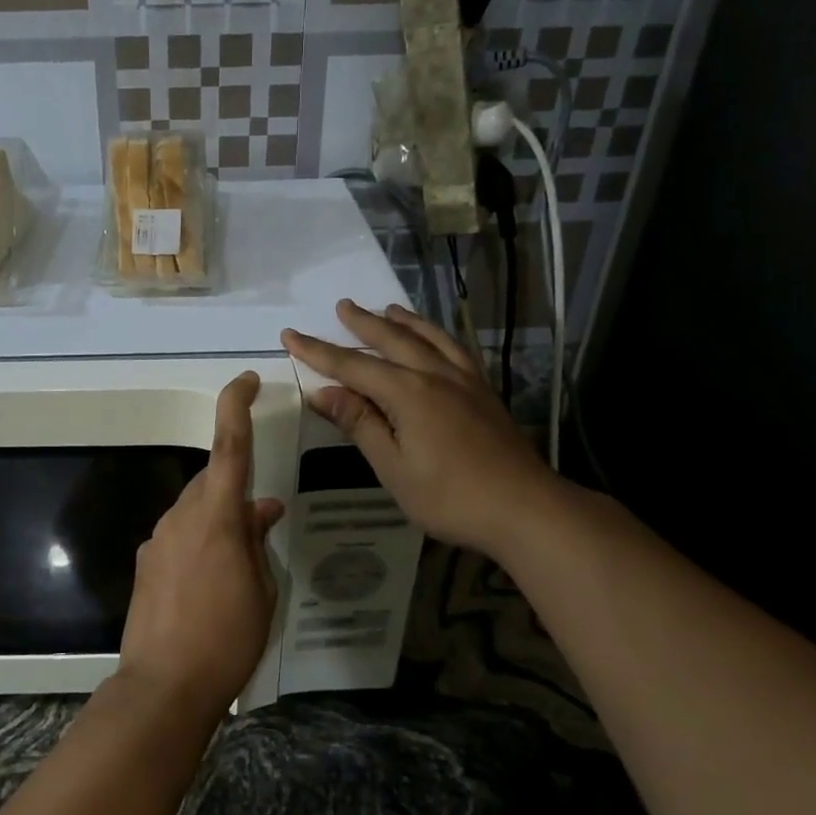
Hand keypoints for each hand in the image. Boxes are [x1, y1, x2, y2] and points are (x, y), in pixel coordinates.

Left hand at [117, 372, 285, 721]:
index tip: (245, 380)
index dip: (236, 406)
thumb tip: (262, 509)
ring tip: (238, 565)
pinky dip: (198, 544)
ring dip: (217, 522)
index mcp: (217, 516)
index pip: (229, 446)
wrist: (163, 686)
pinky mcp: (145, 564)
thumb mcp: (262, 590)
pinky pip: (178, 537)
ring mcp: (157, 540)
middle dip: (235, 491)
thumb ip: (258, 541)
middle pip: (211, 482)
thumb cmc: (227, 639)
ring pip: (194, 511)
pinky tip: (209, 584)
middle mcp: (181, 517)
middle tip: (261, 523)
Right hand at [283, 300, 558, 553]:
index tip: (290, 335)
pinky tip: (435, 339)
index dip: (318, 351)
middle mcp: (434, 375)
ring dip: (403, 321)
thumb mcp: (393, 467)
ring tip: (387, 308)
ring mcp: (464, 380)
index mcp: (407, 393)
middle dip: (362, 323)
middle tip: (341, 306)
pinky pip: (455, 349)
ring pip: (428, 338)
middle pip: (391, 340)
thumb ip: (360, 424)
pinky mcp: (484, 391)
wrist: (525, 508)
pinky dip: (438, 336)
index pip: (352, 366)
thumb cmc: (450, 496)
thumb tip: (322, 392)